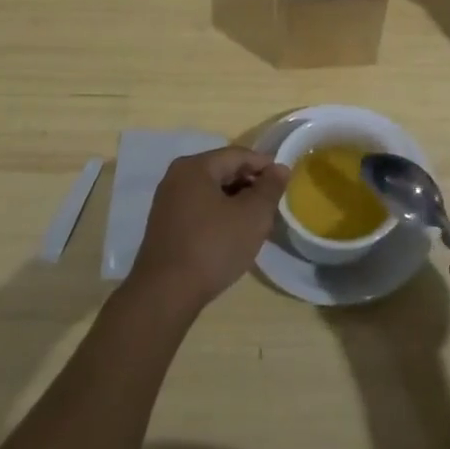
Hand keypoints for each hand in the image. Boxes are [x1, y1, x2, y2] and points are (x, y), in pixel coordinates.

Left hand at [128, 146, 286, 314]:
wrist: (165, 293)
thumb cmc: (213, 247)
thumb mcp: (252, 216)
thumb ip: (270, 188)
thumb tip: (280, 168)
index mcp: (195, 167)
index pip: (238, 155)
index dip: (264, 166)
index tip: (284, 182)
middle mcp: (177, 176)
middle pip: (223, 170)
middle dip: (250, 185)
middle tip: (272, 205)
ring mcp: (167, 201)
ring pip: (211, 191)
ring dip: (236, 201)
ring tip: (256, 221)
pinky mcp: (164, 224)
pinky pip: (199, 208)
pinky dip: (219, 214)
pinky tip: (232, 234)